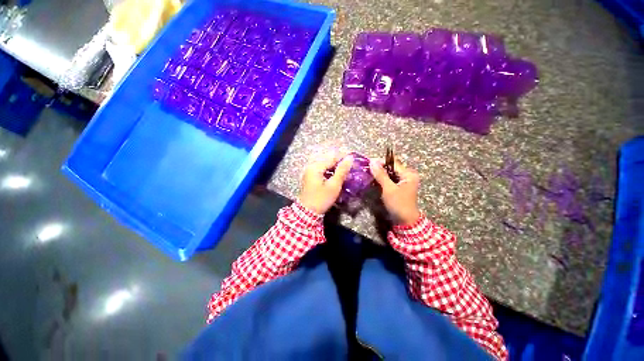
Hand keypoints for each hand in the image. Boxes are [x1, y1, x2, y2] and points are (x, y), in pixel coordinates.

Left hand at [299, 153, 353, 214]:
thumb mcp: (334, 185)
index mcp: (316, 167)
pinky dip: (329, 170)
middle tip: (349, 168)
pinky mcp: (310, 176)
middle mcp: (311, 166)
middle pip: (327, 158)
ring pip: (324, 163)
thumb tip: (350, 158)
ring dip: (334, 166)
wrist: (307, 212)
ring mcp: (309, 171)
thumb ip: (342, 171)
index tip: (354, 162)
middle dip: (339, 162)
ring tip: (344, 172)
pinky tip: (335, 176)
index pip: (332, 157)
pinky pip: (321, 169)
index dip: (343, 158)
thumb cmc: (321, 199)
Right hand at [370, 158, 420, 225]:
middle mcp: (407, 176)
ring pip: (389, 174)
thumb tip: (372, 162)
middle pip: (391, 167)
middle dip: (379, 168)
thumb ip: (381, 175)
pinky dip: (382, 180)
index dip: (381, 162)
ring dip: (379, 174)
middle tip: (367, 169)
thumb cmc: (398, 204)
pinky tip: (374, 181)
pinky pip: (389, 180)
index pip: (393, 162)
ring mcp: (403, 182)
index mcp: (408, 174)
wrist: (405, 221)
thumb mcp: (389, 189)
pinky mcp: (399, 187)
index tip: (369, 163)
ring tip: (369, 174)